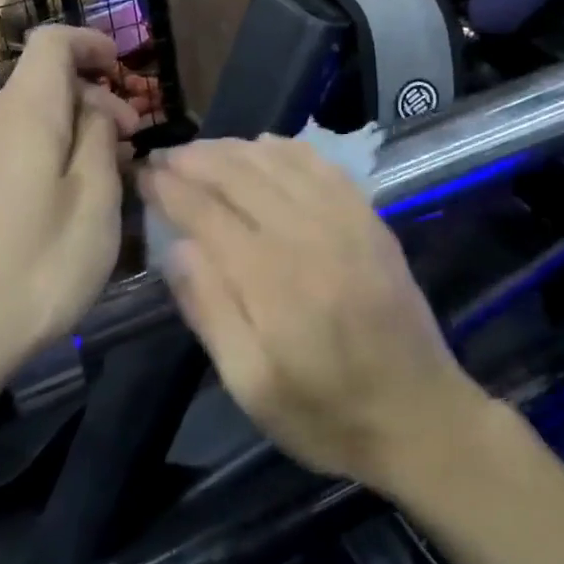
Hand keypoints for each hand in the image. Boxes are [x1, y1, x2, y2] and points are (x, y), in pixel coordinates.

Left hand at [0, 26, 139, 386]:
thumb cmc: (34, 271)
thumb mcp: (94, 206)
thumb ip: (101, 142)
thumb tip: (97, 110)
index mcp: (22, 114)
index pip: (52, 43)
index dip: (91, 43)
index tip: (124, 68)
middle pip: (42, 82)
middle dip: (94, 98)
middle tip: (132, 143)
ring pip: (25, 116)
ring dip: (69, 129)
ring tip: (102, 176)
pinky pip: (3, 145)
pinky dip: (39, 150)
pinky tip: (57, 198)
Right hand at [142, 136, 485, 492]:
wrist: (421, 417)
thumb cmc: (326, 414)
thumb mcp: (252, 386)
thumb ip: (211, 311)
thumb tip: (176, 248)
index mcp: (272, 280)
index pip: (207, 213)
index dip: (169, 188)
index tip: (142, 174)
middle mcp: (309, 235)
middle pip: (241, 175)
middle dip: (195, 159)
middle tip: (163, 155)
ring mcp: (347, 221)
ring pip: (279, 161)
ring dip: (234, 148)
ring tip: (201, 150)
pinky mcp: (371, 220)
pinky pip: (323, 166)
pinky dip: (287, 148)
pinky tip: (265, 146)